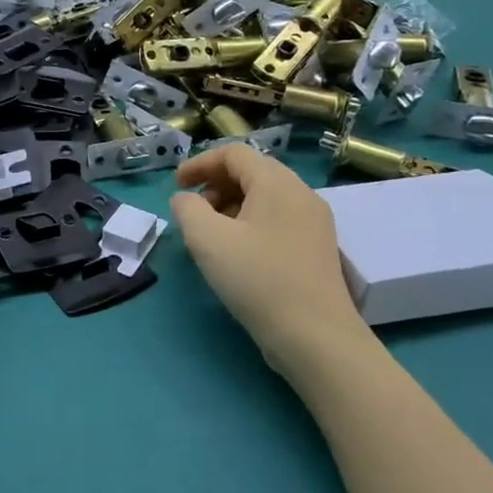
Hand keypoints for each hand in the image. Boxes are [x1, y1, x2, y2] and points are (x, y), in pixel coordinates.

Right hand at [171, 145, 367, 375]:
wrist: (316, 338)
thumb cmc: (258, 279)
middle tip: (193, 211)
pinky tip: (237, 253)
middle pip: (252, 172)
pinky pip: (277, 220)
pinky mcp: (316, 249)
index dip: (199, 163)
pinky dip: (250, 223)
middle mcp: (301, 195)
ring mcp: (314, 223)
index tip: (176, 186)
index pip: (234, 154)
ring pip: (264, 198)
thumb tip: (186, 200)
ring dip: (231, 205)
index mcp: (277, 183)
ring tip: (211, 234)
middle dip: (215, 184)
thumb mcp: (207, 239)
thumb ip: (187, 208)